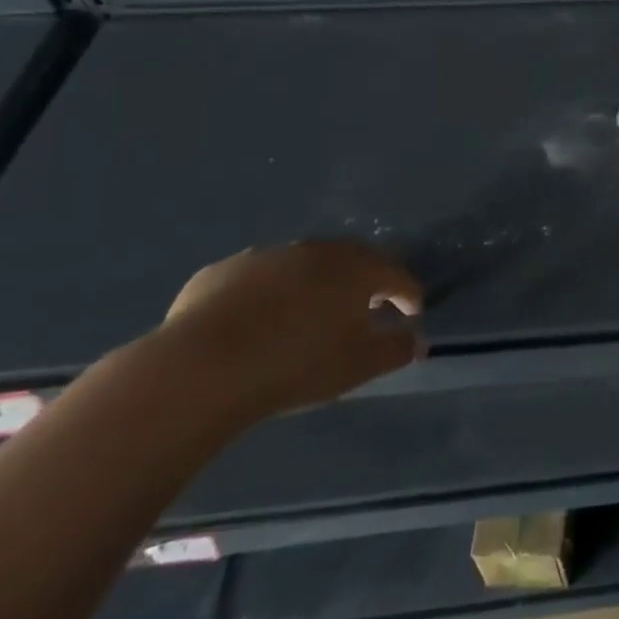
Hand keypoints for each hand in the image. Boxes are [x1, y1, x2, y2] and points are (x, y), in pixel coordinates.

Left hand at [160, 240, 424, 421]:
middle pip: (351, 261)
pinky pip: (256, 280)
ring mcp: (265, 256)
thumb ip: (395, 349)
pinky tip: (256, 323)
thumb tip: (417, 340)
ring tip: (309, 317)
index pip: (396, 275)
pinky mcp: (221, 271)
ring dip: (314, 286)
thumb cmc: (297, 364)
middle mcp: (315, 250)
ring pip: (302, 267)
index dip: (408, 294)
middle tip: (366, 309)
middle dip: (364, 283)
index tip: (411, 315)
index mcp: (356, 267)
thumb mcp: (359, 366)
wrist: (202, 367)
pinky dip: (267, 295)